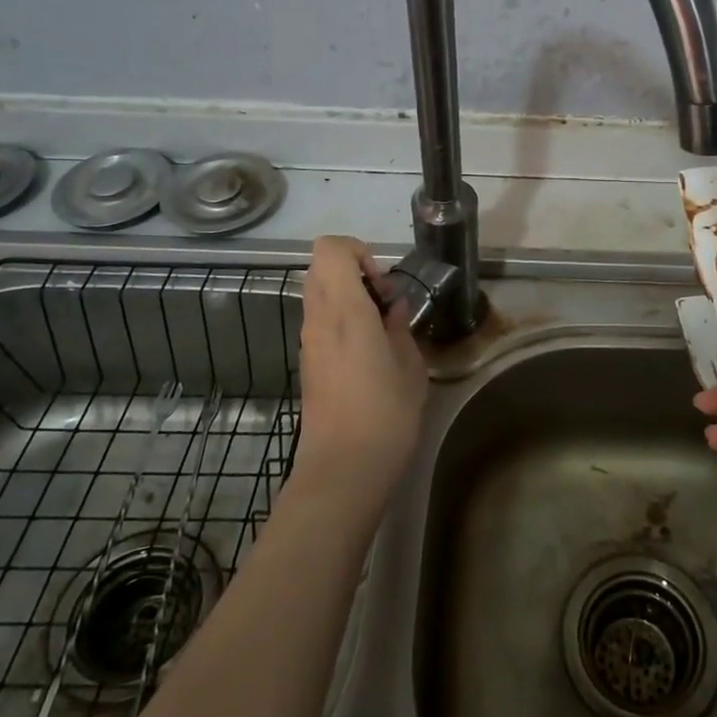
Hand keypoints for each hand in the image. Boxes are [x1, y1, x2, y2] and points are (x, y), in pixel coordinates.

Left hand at [296, 236, 429, 501]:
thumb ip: (400, 327)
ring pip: (318, 292)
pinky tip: (368, 351)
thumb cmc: (385, 414)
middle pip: (320, 266)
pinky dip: (341, 319)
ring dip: (348, 296)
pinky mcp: (307, 361)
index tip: (383, 282)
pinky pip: (319, 319)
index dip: (358, 251)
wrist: (342, 468)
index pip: (330, 248)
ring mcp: (308, 341)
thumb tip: (393, 308)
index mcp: (345, 310)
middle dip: (354, 270)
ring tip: (380, 328)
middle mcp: (319, 318)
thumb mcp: (410, 366)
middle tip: (384, 301)